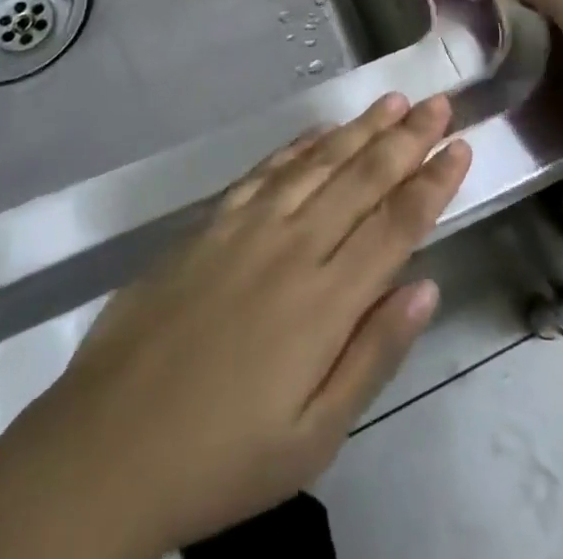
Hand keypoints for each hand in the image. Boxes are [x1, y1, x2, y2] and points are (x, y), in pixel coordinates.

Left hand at [0, 94, 472, 558]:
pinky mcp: (210, 223)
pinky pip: (267, 170)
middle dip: (408, 139)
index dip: (433, 183)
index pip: (396, 225)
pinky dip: (301, 145)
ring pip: (320, 162)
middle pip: (364, 178)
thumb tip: (427, 286)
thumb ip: (374, 355)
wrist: (102, 451)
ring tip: (394, 102)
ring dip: (361, 129)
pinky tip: (321, 131)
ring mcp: (248, 227)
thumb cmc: (219, 460)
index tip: (461, 146)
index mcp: (326, 301)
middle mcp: (294, 247)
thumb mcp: (312, 438)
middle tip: (440, 104)